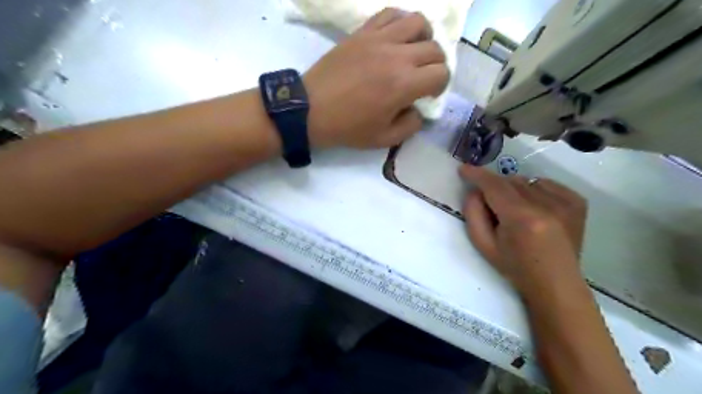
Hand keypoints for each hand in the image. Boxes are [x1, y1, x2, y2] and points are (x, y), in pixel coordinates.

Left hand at [303, 10, 449, 150]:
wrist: (311, 109)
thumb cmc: (348, 127)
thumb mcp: (384, 139)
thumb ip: (411, 125)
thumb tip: (419, 109)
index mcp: (404, 85)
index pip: (441, 73)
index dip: (440, 85)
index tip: (428, 94)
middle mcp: (397, 56)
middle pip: (435, 48)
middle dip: (436, 65)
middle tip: (423, 78)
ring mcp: (379, 39)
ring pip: (418, 22)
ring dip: (424, 38)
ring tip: (414, 52)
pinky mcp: (362, 32)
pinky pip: (390, 14)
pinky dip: (401, 23)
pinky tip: (396, 38)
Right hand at [458, 165, 588, 297]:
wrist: (556, 284)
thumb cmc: (515, 268)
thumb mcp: (484, 245)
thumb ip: (473, 214)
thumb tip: (475, 191)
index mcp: (521, 219)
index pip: (495, 186)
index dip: (477, 175)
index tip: (463, 169)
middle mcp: (546, 206)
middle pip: (510, 181)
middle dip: (495, 188)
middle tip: (492, 207)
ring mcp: (566, 203)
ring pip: (526, 181)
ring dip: (514, 190)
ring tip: (516, 211)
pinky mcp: (577, 202)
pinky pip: (545, 184)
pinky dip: (534, 190)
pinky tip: (535, 209)